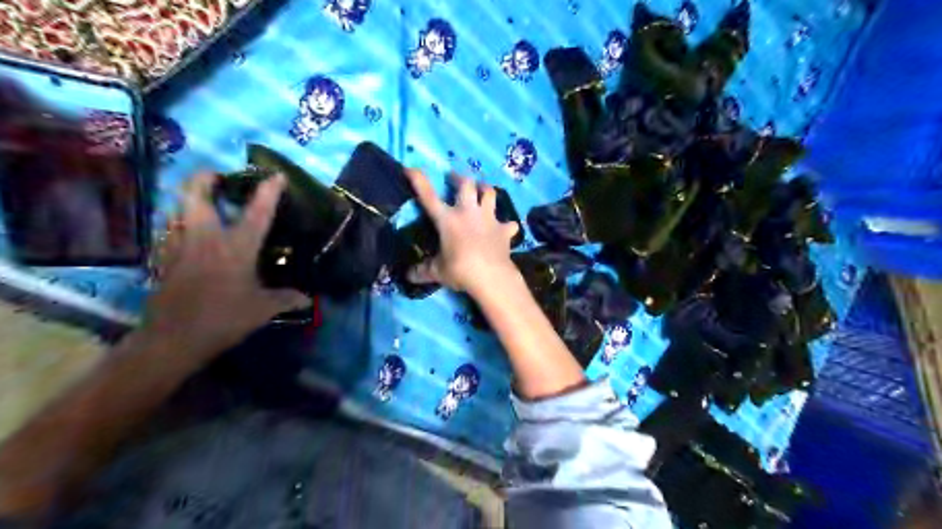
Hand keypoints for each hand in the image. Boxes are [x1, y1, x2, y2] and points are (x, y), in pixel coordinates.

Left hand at [143, 171, 309, 361]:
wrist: (172, 338)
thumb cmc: (223, 319)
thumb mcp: (262, 310)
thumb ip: (286, 299)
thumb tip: (309, 299)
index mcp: (236, 247)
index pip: (257, 212)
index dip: (268, 191)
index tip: (277, 175)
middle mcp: (206, 237)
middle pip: (196, 194)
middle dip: (205, 178)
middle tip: (218, 176)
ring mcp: (180, 245)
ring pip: (178, 208)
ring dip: (190, 198)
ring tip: (205, 201)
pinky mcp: (164, 258)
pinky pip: (170, 228)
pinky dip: (180, 222)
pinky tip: (189, 233)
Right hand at [407, 170, 517, 293]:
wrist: (492, 277)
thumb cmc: (461, 271)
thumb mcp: (437, 272)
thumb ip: (423, 271)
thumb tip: (409, 275)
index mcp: (447, 220)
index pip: (428, 196)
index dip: (419, 180)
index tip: (411, 168)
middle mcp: (468, 212)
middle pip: (466, 184)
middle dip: (459, 177)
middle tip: (455, 178)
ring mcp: (488, 219)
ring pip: (490, 193)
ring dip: (485, 189)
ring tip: (482, 190)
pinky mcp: (504, 230)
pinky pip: (509, 224)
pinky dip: (507, 225)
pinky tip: (506, 228)